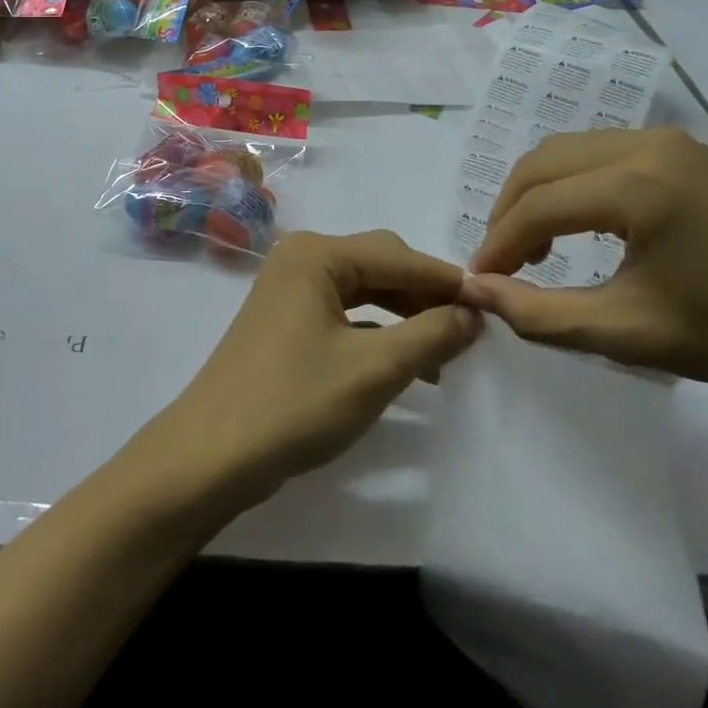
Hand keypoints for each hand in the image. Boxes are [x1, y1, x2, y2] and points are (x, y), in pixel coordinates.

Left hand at [135, 230, 479, 514]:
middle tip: (470, 332)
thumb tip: (472, 313)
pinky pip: (343, 311)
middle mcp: (301, 258)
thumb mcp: (374, 370)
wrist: (213, 453)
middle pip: (379, 264)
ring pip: (363, 289)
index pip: (399, 255)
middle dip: (424, 296)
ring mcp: (289, 288)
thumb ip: (430, 335)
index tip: (495, 305)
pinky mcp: (284, 318)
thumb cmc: (295, 402)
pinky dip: (376, 330)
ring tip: (444, 354)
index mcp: (317, 254)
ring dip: (404, 315)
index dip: (447, 281)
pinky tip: (402, 360)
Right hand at [464, 128, 707, 404]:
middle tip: (503, 263)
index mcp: (637, 187)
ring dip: (537, 194)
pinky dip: (571, 183)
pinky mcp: (681, 148)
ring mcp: (667, 140)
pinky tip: (579, 224)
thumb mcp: (627, 333)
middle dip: (509, 212)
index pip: (538, 206)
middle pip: (543, 165)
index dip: (499, 244)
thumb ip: (540, 313)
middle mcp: (646, 145)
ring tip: (536, 247)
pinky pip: (599, 151)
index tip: (480, 281)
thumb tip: (475, 290)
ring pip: (566, 152)